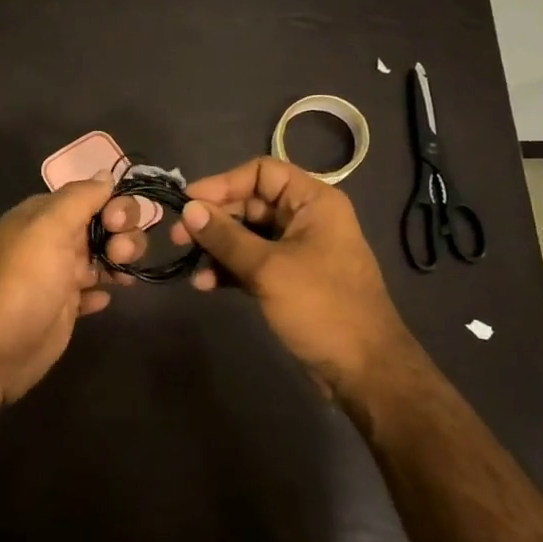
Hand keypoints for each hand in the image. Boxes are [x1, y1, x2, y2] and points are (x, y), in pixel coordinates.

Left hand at [0, 177, 146, 401]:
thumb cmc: (25, 280)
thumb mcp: (49, 226)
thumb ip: (80, 197)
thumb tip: (106, 175)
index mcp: (44, 216)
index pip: (91, 196)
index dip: (114, 206)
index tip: (118, 224)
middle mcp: (52, 241)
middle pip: (102, 225)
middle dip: (123, 234)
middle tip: (120, 254)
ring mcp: (58, 275)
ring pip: (101, 257)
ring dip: (119, 261)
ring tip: (122, 279)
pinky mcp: (62, 308)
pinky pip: (91, 292)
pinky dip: (102, 292)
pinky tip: (103, 299)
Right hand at [170, 156, 411, 391]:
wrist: (363, 369)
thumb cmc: (321, 307)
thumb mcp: (268, 269)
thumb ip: (226, 237)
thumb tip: (189, 209)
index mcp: (314, 202)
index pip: (262, 172)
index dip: (223, 182)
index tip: (189, 202)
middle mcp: (306, 219)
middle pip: (251, 203)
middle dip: (214, 219)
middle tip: (179, 236)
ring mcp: (298, 250)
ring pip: (248, 235)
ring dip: (217, 247)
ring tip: (189, 264)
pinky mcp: (290, 279)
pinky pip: (252, 263)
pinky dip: (230, 270)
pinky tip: (206, 285)